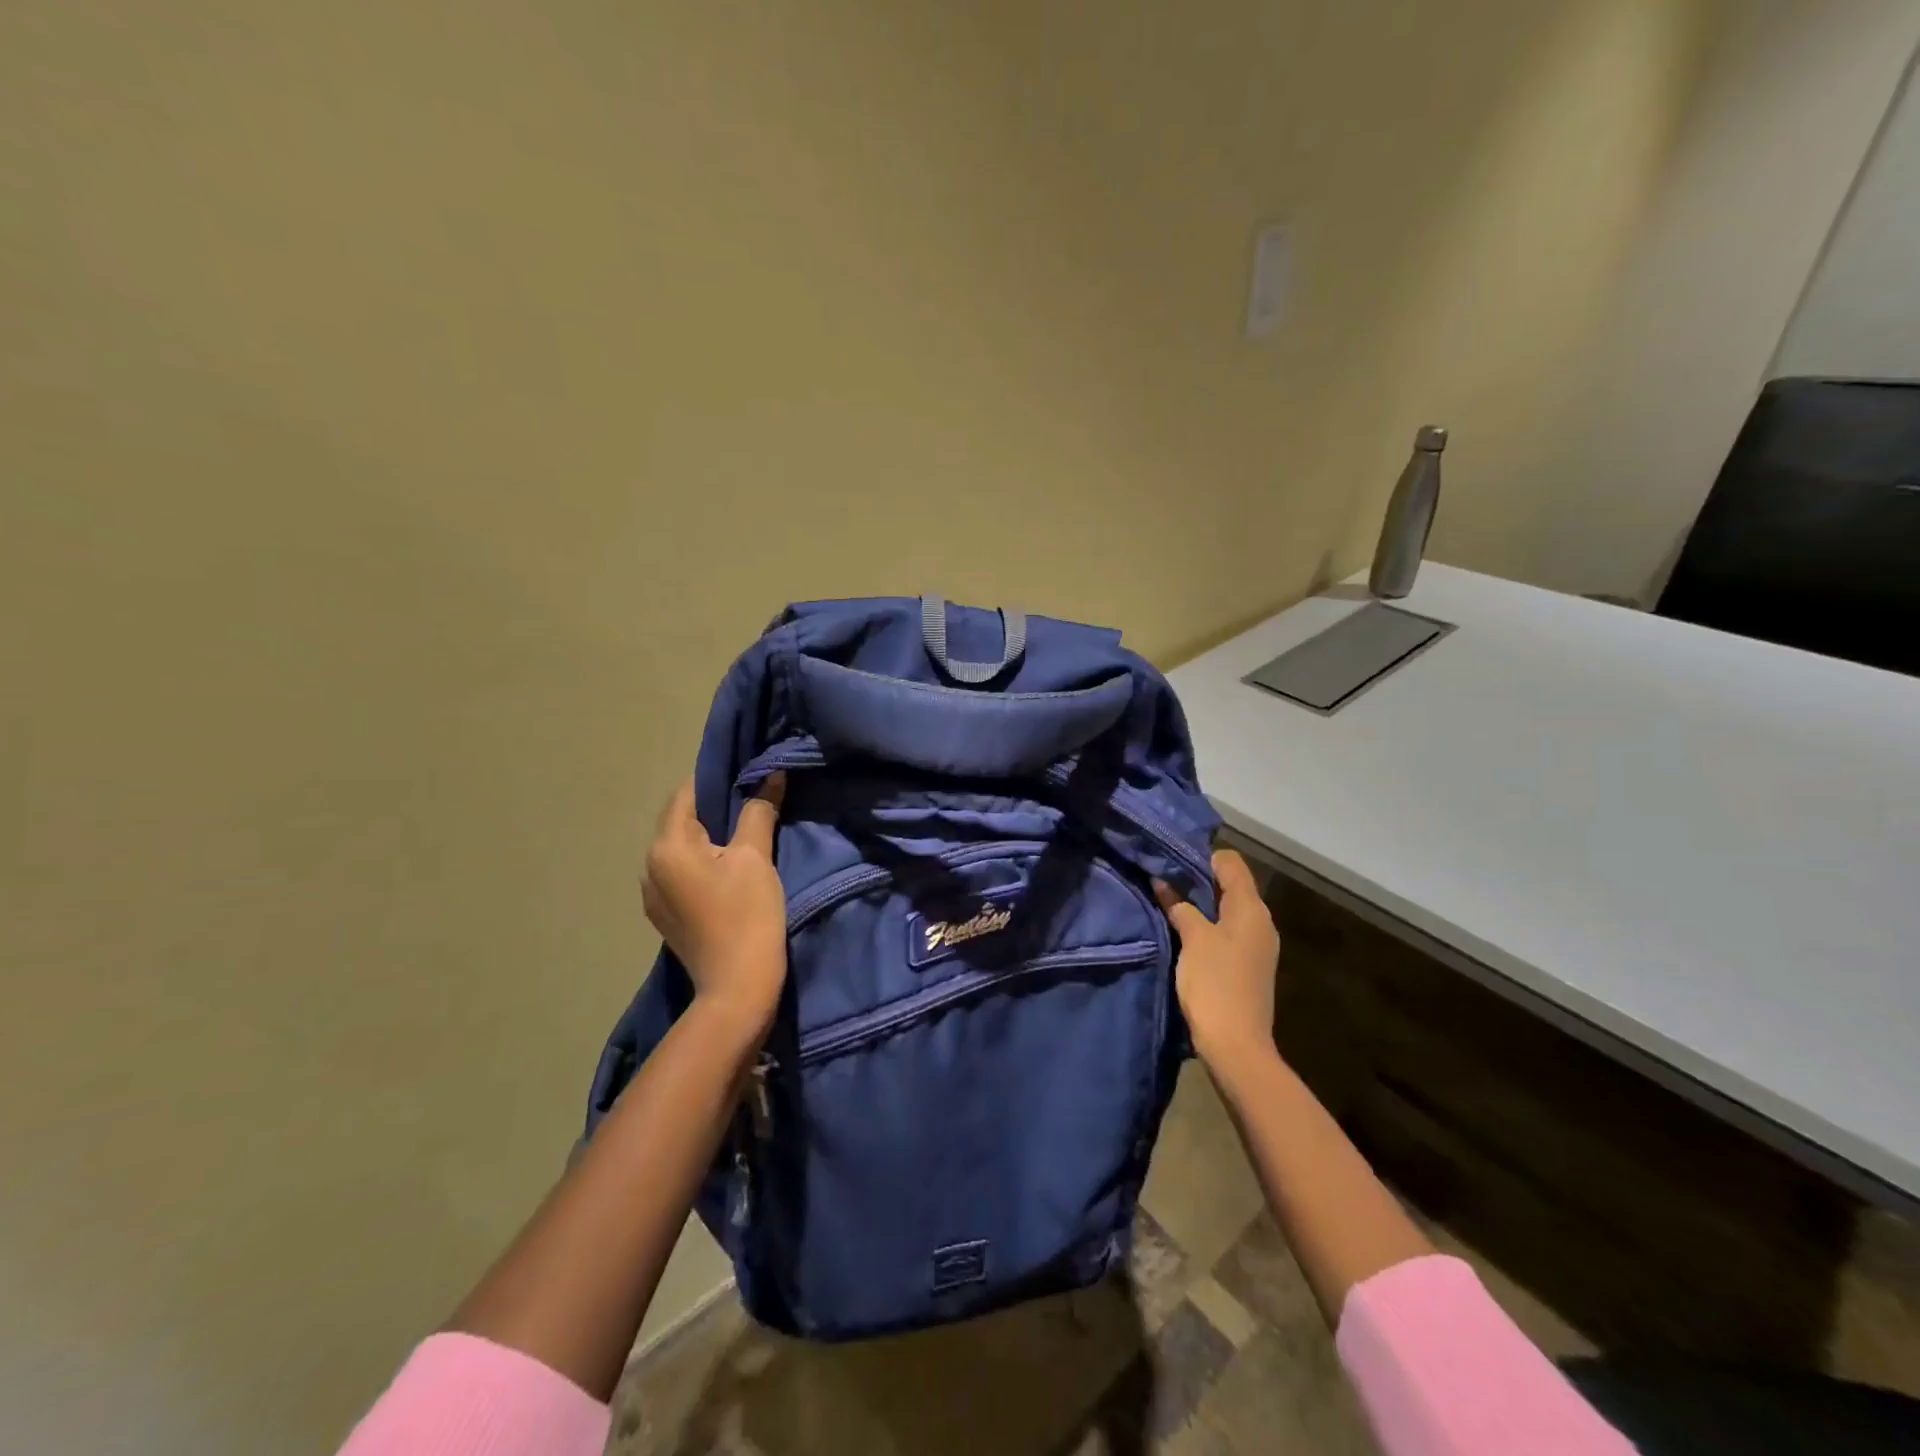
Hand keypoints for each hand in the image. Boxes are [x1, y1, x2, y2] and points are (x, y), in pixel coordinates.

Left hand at [641, 776, 787, 1039]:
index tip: (748, 775)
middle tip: (754, 803)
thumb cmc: (748, 914)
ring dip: (709, 838)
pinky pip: (681, 872)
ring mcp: (653, 894)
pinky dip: (702, 862)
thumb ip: (759, 810)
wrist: (737, 987)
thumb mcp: (756, 856)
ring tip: (744, 836)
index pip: (687, 793)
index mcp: (667, 846)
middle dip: (715, 809)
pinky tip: (728, 871)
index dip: (718, 780)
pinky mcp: (664, 915)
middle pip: (682, 821)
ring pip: (681, 848)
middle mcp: (649, 865)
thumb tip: (772, 774)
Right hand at [1154, 849, 1280, 1068]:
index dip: (1203, 855)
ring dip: (1201, 903)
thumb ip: (1180, 906)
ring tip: (1169, 901)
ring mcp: (1257, 945)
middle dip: (1199, 878)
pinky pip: (1228, 930)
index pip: (1231, 862)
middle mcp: (1261, 921)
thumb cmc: (1215, 984)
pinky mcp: (1248, 964)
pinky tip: (1184, 930)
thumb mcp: (1193, 939)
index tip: (1172, 858)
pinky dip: (1208, 924)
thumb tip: (1164, 883)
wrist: (1237, 1046)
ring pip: (1228, 909)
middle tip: (1164, 876)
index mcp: (1251, 908)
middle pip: (1231, 884)